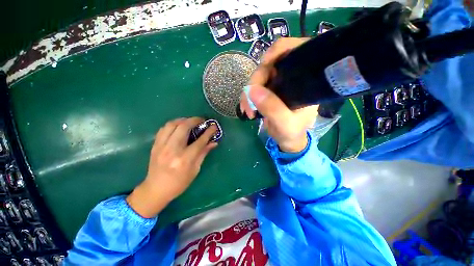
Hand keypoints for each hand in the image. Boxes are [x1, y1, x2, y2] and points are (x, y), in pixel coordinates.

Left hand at [127, 117, 217, 217]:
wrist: (156, 189)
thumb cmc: (179, 183)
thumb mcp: (195, 170)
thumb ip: (204, 153)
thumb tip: (214, 142)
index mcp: (185, 159)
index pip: (200, 141)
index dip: (209, 132)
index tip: (214, 126)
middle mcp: (172, 150)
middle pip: (184, 127)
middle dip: (195, 120)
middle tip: (202, 120)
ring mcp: (161, 146)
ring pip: (172, 125)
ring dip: (183, 120)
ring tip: (190, 121)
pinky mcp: (155, 145)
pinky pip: (163, 129)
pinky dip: (173, 124)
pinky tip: (178, 126)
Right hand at [239, 38, 318, 152]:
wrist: (287, 139)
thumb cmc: (292, 132)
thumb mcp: (285, 124)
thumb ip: (273, 109)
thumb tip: (252, 90)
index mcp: (304, 80)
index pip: (292, 52)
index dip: (276, 53)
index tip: (263, 66)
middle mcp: (291, 77)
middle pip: (269, 65)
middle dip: (255, 82)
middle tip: (248, 103)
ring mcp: (278, 83)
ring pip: (258, 77)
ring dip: (248, 92)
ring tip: (246, 110)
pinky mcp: (268, 91)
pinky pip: (254, 87)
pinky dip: (247, 96)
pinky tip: (246, 107)